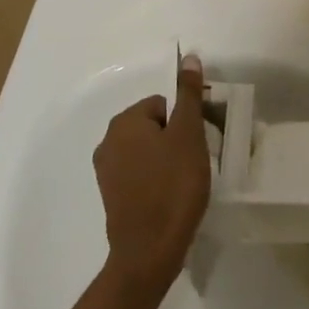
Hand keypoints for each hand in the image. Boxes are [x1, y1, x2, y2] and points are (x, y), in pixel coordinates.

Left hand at [94, 57, 211, 295]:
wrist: (149, 251)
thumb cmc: (173, 186)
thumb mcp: (189, 135)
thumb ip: (189, 95)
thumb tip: (188, 57)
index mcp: (125, 122)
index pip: (164, 104)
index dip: (187, 120)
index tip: (201, 141)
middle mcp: (108, 141)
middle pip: (155, 125)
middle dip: (177, 138)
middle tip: (196, 161)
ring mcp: (106, 171)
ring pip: (148, 150)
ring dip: (168, 158)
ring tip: (186, 180)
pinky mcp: (111, 196)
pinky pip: (139, 173)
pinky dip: (156, 178)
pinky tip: (171, 196)